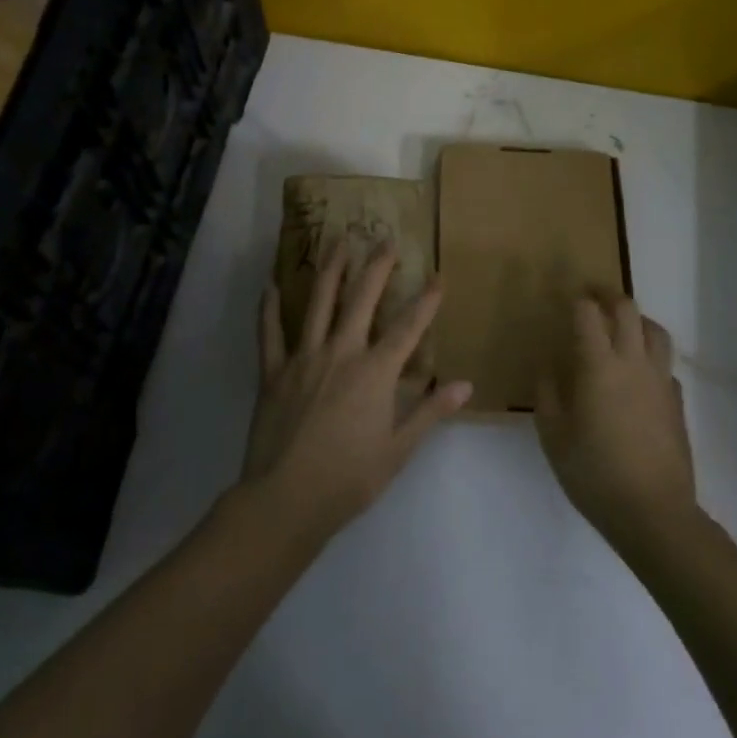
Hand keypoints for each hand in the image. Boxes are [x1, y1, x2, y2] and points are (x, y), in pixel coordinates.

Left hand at [246, 243, 472, 540]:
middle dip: (377, 267)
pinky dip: (270, 308)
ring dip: (331, 270)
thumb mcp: (399, 450)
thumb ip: (430, 412)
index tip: (438, 275)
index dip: (426, 300)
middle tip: (385, 238)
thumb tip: (466, 385)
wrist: (286, 499)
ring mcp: (303, 358)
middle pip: (362, 299)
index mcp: (374, 373)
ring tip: (338, 242)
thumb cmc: (349, 478)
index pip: (407, 327)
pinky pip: (270, 333)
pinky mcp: (273, 372)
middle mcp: (341, 353)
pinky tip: (271, 285)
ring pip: (319, 303)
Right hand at [535, 295, 693, 544]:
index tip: (566, 296)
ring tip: (621, 325)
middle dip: (608, 295)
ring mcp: (661, 381)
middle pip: (628, 310)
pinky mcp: (677, 402)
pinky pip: (665, 364)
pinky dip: (651, 355)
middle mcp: (633, 363)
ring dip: (637, 319)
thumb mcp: (554, 437)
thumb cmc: (594, 474)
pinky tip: (639, 373)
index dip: (577, 299)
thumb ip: (548, 395)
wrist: (653, 512)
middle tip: (592, 296)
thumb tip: (548, 367)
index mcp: (598, 367)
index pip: (588, 315)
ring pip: (656, 331)